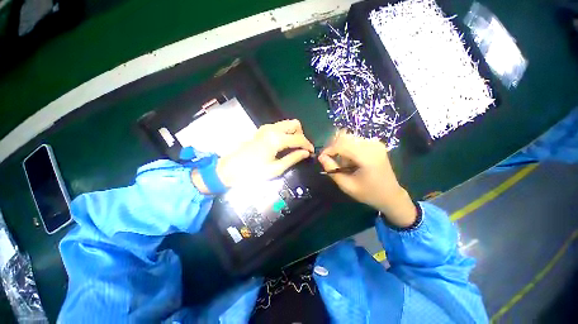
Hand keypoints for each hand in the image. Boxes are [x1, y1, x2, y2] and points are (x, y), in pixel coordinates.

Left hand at [192, 120, 313, 192]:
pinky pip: (279, 127)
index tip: (312, 152)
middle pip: (295, 124)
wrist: (230, 169)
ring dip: (294, 133)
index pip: (299, 138)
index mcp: (276, 139)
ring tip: (294, 147)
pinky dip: (286, 132)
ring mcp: (266, 128)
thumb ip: (293, 158)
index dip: (308, 145)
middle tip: (302, 148)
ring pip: (287, 123)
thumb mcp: (276, 168)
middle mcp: (272, 129)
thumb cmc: (253, 172)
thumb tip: (306, 153)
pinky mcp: (262, 130)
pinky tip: (285, 144)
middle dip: (302, 135)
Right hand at [318, 132, 416, 227]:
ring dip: (341, 148)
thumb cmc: (368, 193)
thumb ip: (332, 170)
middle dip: (333, 147)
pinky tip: (350, 159)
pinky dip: (348, 148)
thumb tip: (321, 157)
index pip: (342, 145)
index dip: (328, 150)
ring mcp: (375, 143)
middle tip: (329, 159)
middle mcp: (372, 145)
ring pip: (349, 138)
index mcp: (367, 157)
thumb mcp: (347, 185)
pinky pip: (355, 141)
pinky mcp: (375, 144)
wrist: (391, 195)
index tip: (321, 158)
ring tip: (341, 162)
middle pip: (345, 138)